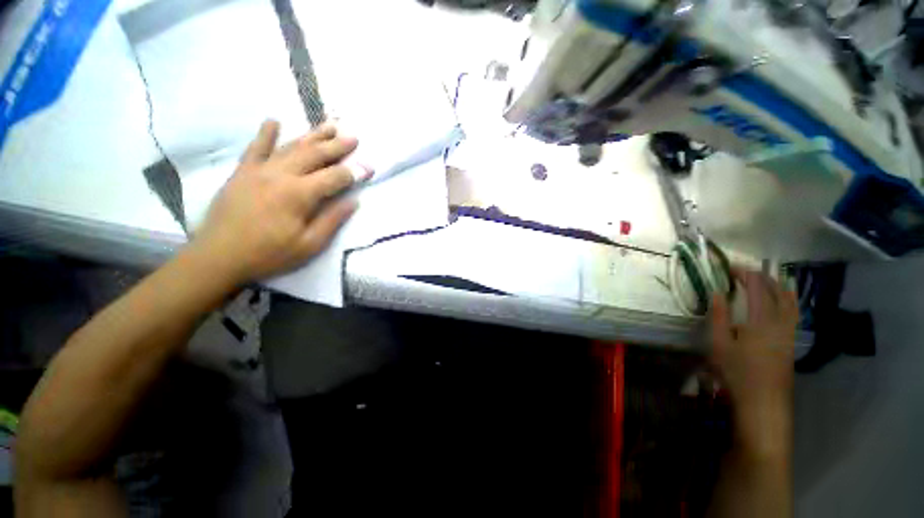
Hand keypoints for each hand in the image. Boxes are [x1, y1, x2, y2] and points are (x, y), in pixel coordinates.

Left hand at [191, 120, 370, 286]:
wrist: (218, 256)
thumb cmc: (269, 254)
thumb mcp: (309, 245)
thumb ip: (332, 220)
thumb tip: (353, 201)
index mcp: (299, 195)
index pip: (334, 177)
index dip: (355, 171)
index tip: (370, 166)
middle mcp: (280, 175)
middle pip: (314, 155)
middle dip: (337, 146)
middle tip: (353, 137)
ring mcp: (258, 170)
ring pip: (291, 147)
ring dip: (312, 135)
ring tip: (329, 125)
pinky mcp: (241, 172)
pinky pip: (255, 148)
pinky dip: (265, 134)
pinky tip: (273, 121)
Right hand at [710, 270, 797, 457]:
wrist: (763, 404)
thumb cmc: (737, 373)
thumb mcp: (719, 344)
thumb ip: (718, 316)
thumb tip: (717, 292)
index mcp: (762, 320)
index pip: (757, 287)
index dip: (744, 274)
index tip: (729, 268)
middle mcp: (781, 322)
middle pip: (778, 291)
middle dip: (762, 277)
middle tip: (743, 272)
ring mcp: (790, 333)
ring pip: (791, 301)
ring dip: (778, 287)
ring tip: (764, 281)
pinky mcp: (792, 343)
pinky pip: (793, 313)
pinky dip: (786, 300)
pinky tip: (777, 304)